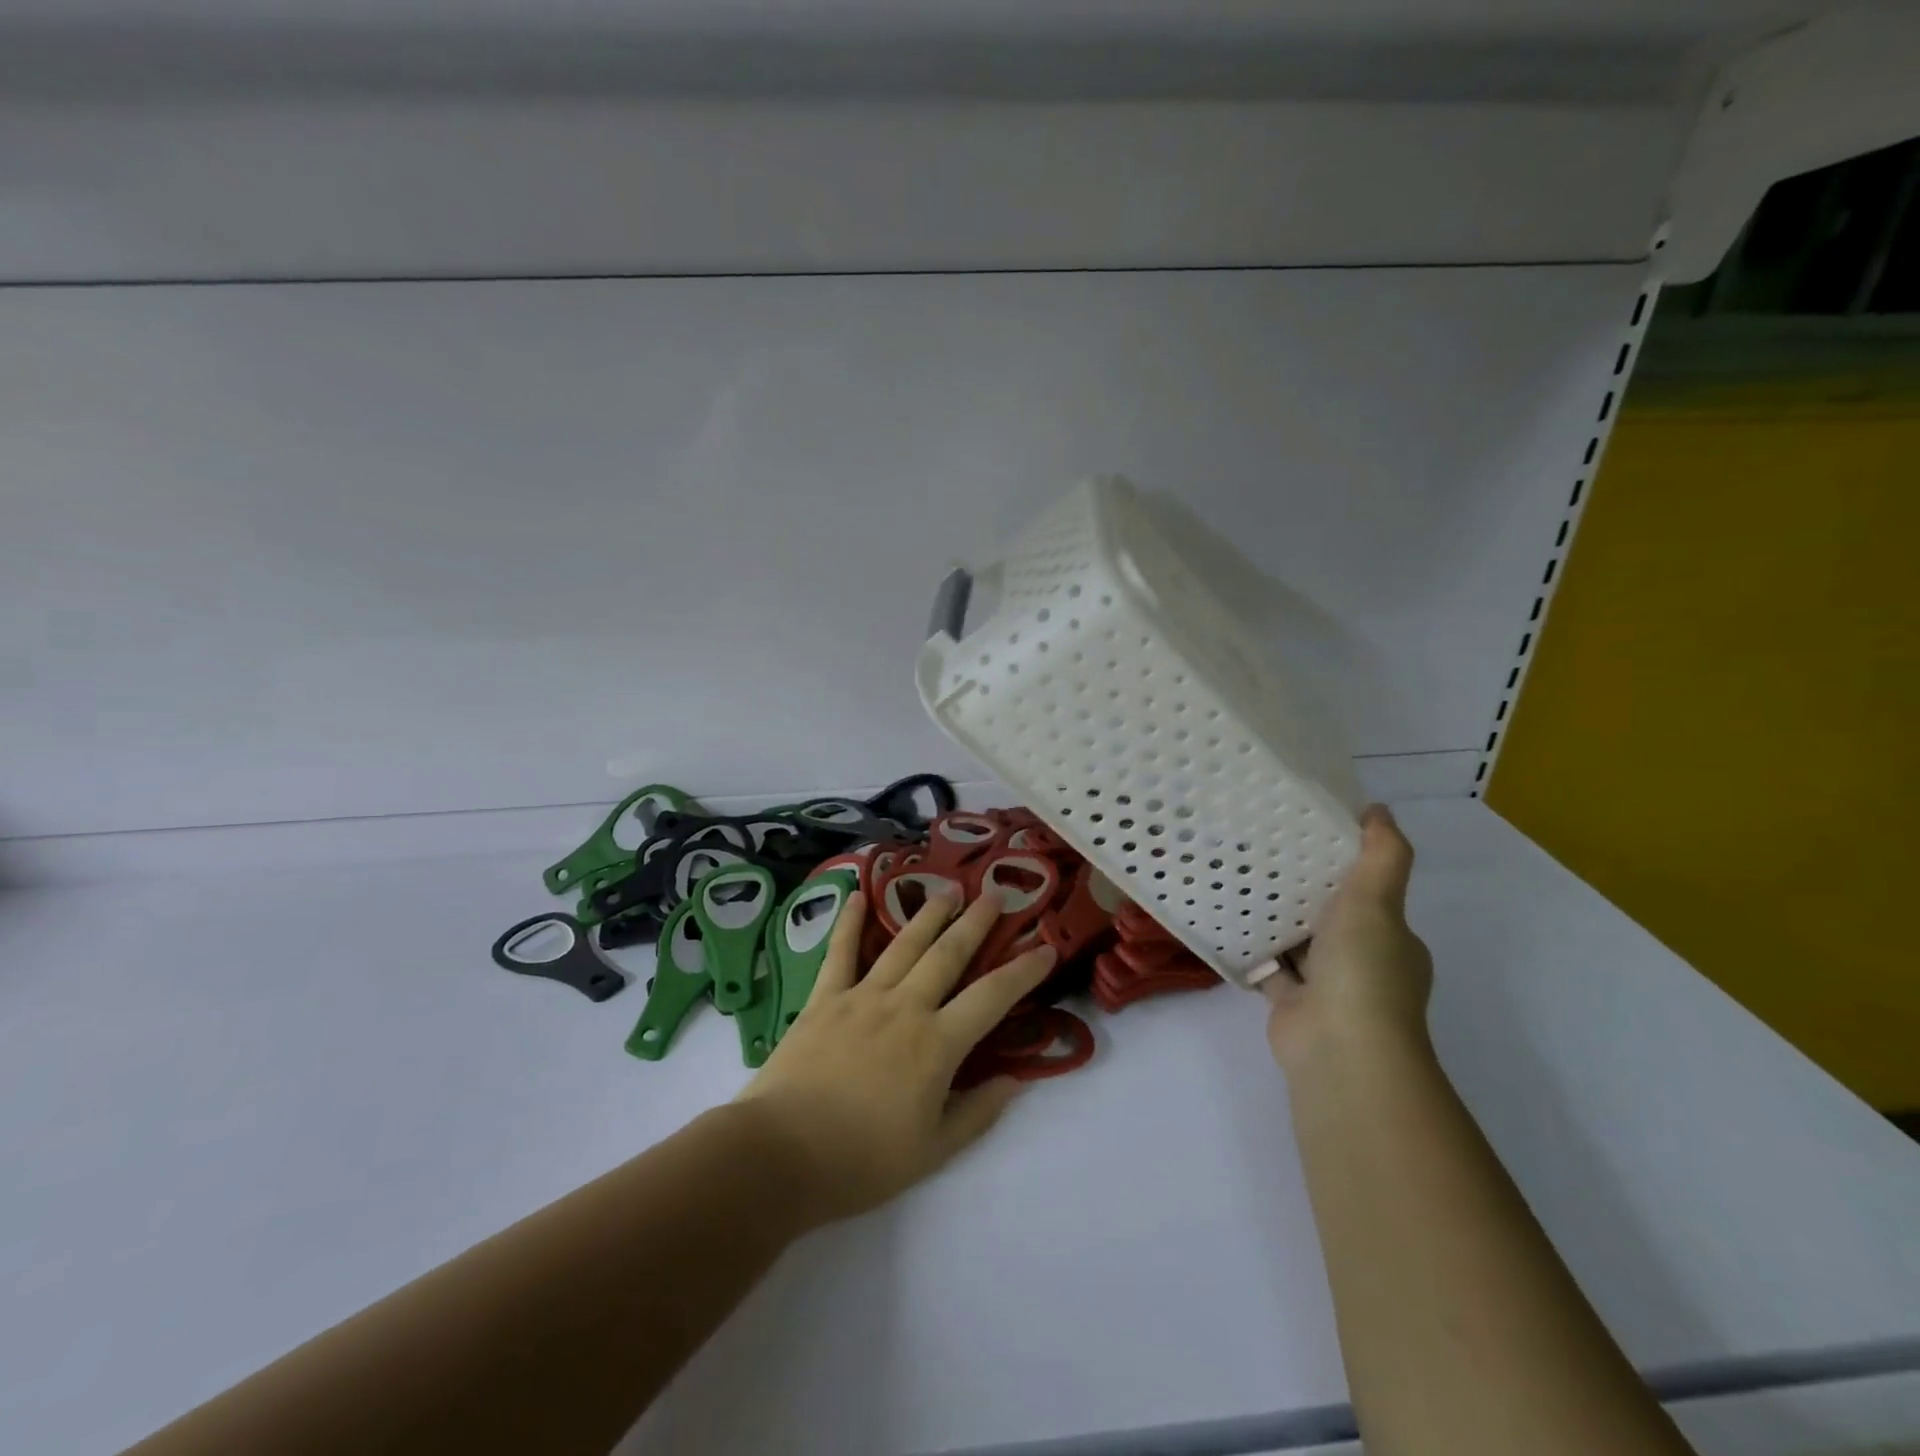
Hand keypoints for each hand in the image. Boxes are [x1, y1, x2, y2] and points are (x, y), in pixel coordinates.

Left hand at [734, 890, 1055, 1226]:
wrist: (781, 1154)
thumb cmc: (861, 1160)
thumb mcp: (932, 1151)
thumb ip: (977, 1113)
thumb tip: (1015, 1080)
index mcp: (937, 1044)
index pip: (992, 997)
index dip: (1023, 971)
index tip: (1045, 948)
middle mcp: (905, 1007)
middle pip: (948, 954)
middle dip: (976, 923)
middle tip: (995, 896)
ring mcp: (862, 996)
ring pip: (904, 944)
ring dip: (929, 914)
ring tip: (948, 889)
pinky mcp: (824, 998)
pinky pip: (841, 952)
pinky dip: (850, 922)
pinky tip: (858, 895)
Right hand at [1263, 803, 1432, 1073]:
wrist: (1339, 1047)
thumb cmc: (1363, 969)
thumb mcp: (1377, 902)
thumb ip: (1381, 857)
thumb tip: (1380, 809)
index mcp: (1391, 938)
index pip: (1371, 894)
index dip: (1344, 866)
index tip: (1308, 834)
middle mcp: (1362, 961)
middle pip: (1330, 916)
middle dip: (1303, 889)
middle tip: (1263, 850)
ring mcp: (1326, 986)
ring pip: (1297, 941)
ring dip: (1275, 918)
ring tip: (1239, 876)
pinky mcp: (1291, 1003)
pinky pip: (1268, 967)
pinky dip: (1252, 948)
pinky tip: (1226, 920)